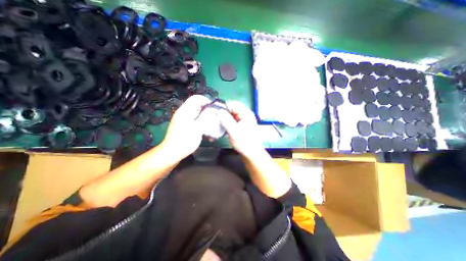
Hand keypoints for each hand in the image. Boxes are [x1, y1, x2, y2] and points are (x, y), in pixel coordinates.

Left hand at [161, 95, 209, 159]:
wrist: (172, 153)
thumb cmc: (185, 141)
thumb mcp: (197, 128)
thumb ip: (206, 118)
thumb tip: (213, 110)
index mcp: (185, 111)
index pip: (197, 98)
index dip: (207, 101)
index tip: (215, 109)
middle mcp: (184, 112)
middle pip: (198, 105)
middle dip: (208, 110)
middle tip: (216, 117)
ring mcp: (185, 119)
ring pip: (198, 113)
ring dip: (206, 117)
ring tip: (213, 124)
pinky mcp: (186, 125)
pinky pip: (196, 119)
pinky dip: (203, 122)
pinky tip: (207, 130)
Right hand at [218, 101, 262, 157]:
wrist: (251, 154)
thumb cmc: (244, 143)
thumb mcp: (234, 131)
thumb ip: (226, 120)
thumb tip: (219, 111)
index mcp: (246, 114)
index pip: (234, 104)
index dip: (224, 107)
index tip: (215, 112)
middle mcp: (245, 115)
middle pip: (231, 110)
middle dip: (222, 113)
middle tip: (214, 118)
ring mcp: (243, 121)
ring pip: (230, 115)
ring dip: (223, 119)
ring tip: (216, 124)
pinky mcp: (240, 126)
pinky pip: (231, 121)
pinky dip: (225, 123)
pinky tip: (221, 128)